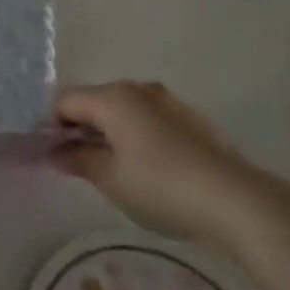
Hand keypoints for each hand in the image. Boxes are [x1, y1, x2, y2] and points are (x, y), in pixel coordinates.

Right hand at [53, 82, 272, 244]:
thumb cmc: (161, 187)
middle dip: (83, 129)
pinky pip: (150, 119)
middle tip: (85, 166)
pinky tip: (152, 168)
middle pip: (95, 101)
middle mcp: (137, 89)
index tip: (57, 158)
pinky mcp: (190, 118)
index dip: (54, 127)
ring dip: (112, 132)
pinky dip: (139, 135)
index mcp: (112, 98)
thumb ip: (77, 160)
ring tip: (120, 169)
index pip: (66, 102)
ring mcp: (167, 101)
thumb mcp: (110, 179)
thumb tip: (54, 152)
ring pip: (124, 110)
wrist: (235, 200)